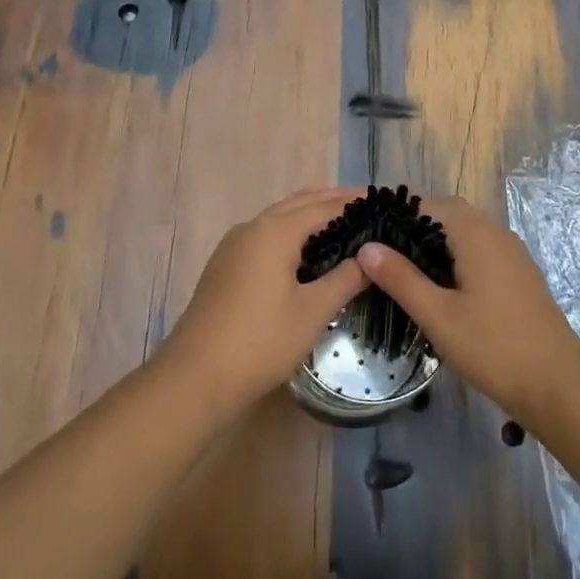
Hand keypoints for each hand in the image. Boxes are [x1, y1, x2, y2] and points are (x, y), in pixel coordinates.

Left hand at [158, 187, 368, 415]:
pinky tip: (307, 251)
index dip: (355, 202)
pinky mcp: (225, 265)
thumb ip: (346, 278)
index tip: (385, 200)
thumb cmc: (260, 342)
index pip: (324, 206)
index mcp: (274, 231)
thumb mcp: (313, 311)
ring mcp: (234, 246)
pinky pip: (265, 235)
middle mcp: (252, 227)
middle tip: (369, 207)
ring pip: (279, 218)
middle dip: (333, 201)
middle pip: (299, 203)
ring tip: (345, 222)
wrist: (195, 378)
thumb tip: (371, 257)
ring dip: (310, 214)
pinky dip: (292, 231)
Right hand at [356, 196, 579, 422]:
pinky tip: (439, 284)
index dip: (396, 213)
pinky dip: (455, 254)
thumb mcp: (437, 315)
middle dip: (414, 224)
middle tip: (381, 250)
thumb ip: (401, 278)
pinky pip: (480, 249)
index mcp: (475, 234)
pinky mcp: (518, 273)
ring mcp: (511, 253)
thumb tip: (367, 247)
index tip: (366, 231)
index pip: (428, 203)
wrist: (557, 383)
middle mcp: (496, 233)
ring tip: (402, 266)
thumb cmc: (493, 347)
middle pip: (448, 213)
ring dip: (435, 240)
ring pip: (466, 231)